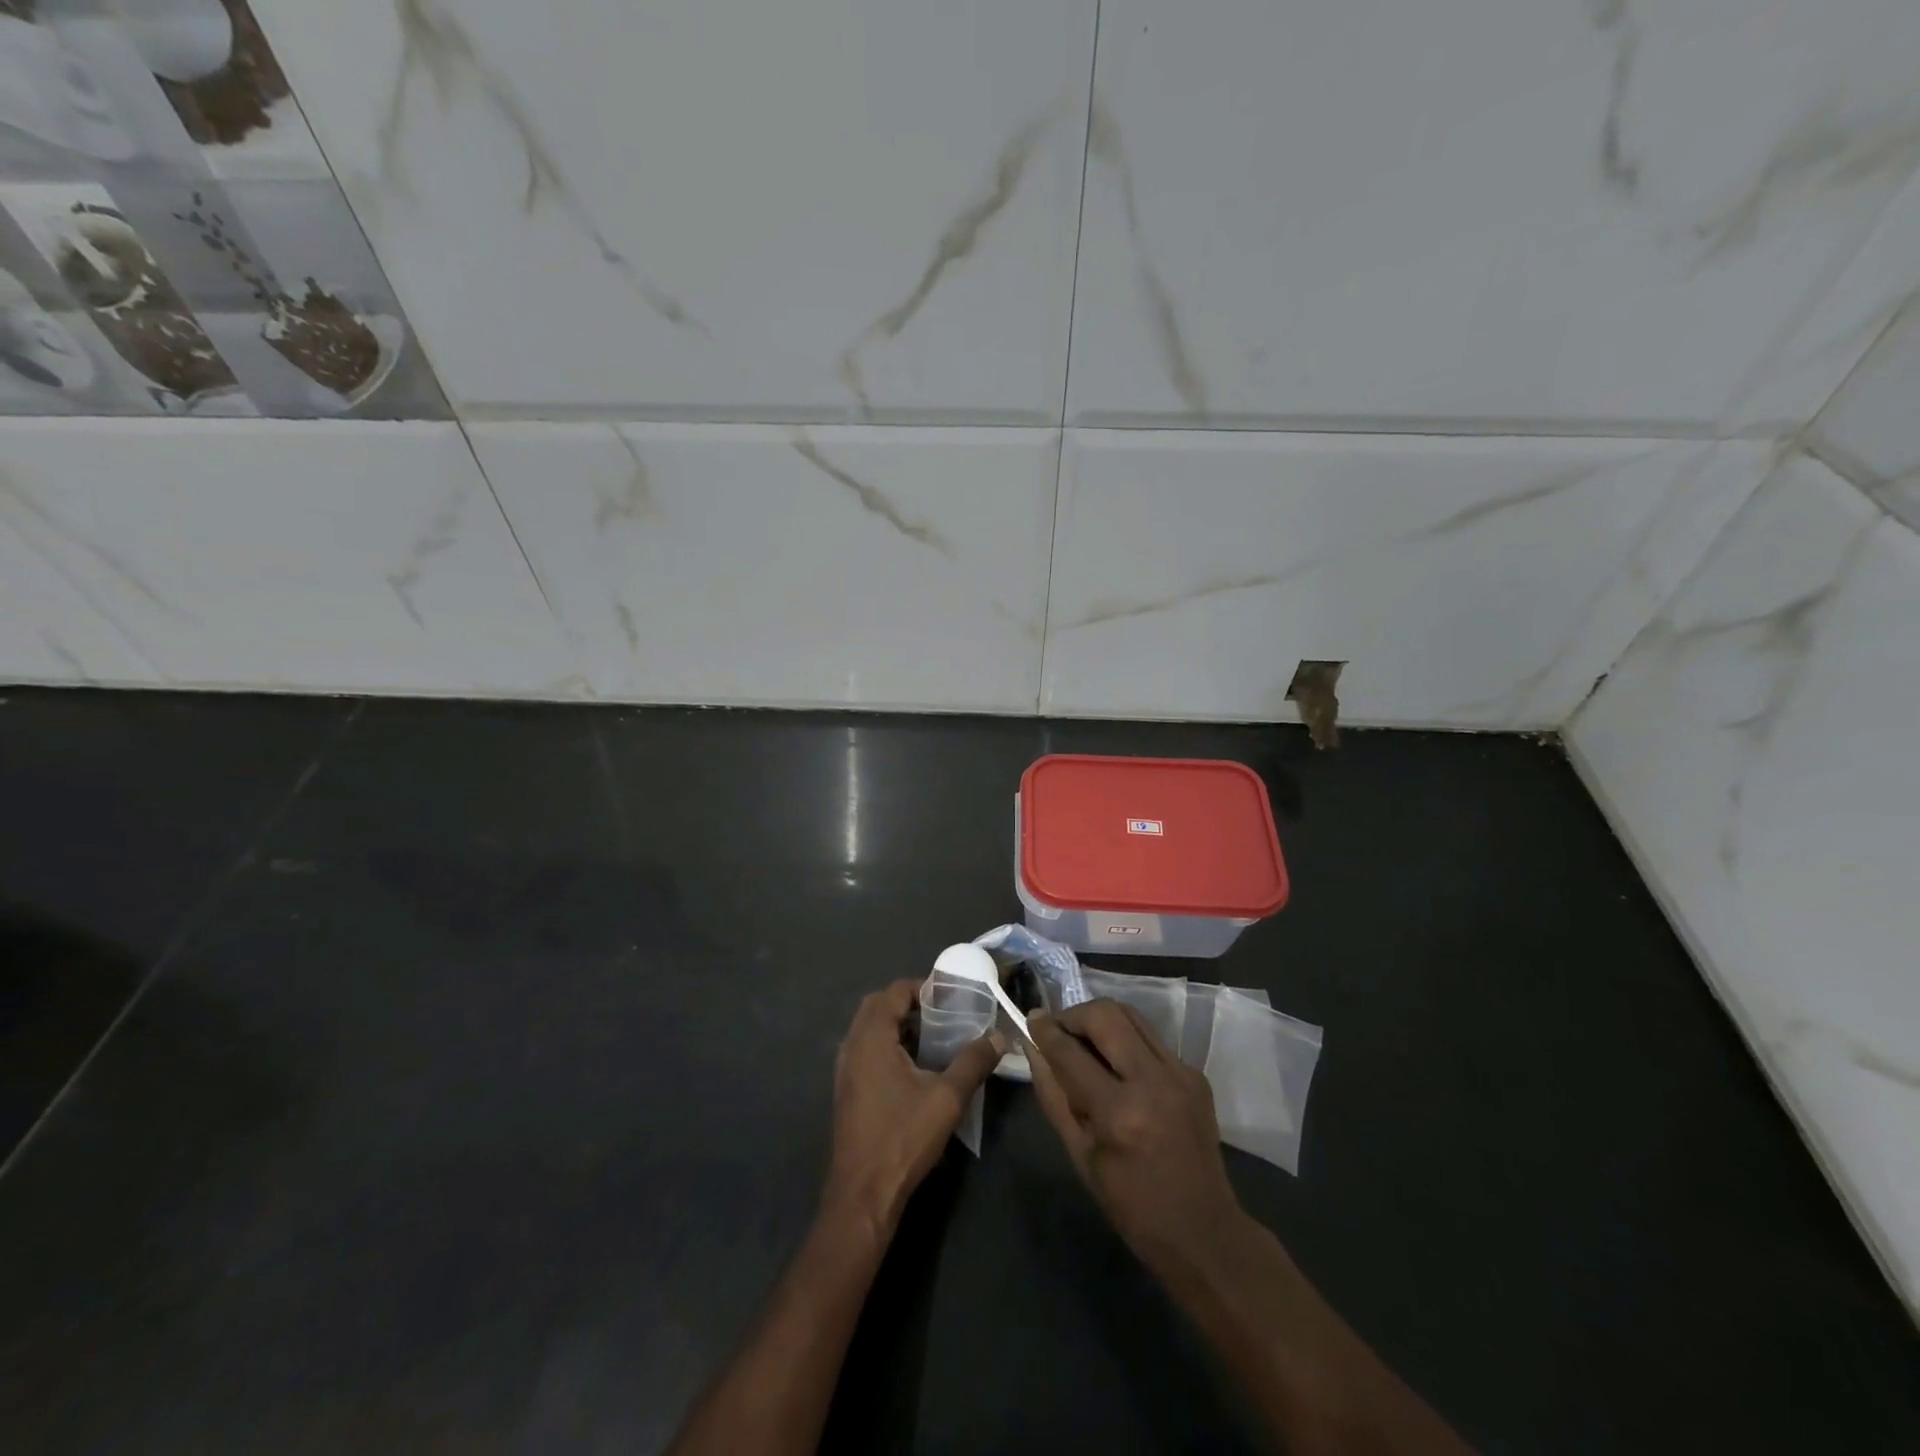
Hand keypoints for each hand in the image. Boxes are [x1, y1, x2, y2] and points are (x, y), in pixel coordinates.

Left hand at [825, 979, 1000, 1234]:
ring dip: (896, 1025)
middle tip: (940, 1013)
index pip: (893, 992)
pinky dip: (887, 1046)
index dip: (921, 987)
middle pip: (877, 1006)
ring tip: (932, 1038)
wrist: (863, 1194)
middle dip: (907, 1003)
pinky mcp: (846, 1090)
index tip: (949, 996)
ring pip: (869, 1029)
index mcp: (872, 1038)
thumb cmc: (903, 1137)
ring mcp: (844, 1070)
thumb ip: (973, 1061)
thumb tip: (1000, 1035)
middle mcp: (852, 1046)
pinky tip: (913, 1068)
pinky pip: (865, 1051)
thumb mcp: (947, 1098)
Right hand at [1030, 999, 1245, 1275]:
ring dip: (1101, 1020)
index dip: (1045, 1031)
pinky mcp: (1195, 1074)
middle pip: (1105, 1015)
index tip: (1031, 1019)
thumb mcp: (1080, 1156)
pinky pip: (1152, 1039)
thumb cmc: (1132, 1204)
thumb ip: (1053, 1096)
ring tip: (1085, 1038)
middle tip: (1059, 1029)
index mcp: (1118, 1113)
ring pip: (1131, 1016)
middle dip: (1074, 1014)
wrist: (1204, 1231)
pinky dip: (1127, 1041)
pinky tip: (1118, 1064)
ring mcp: (1180, 1073)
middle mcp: (1152, 1081)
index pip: (1070, 1052)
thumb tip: (1034, 1049)